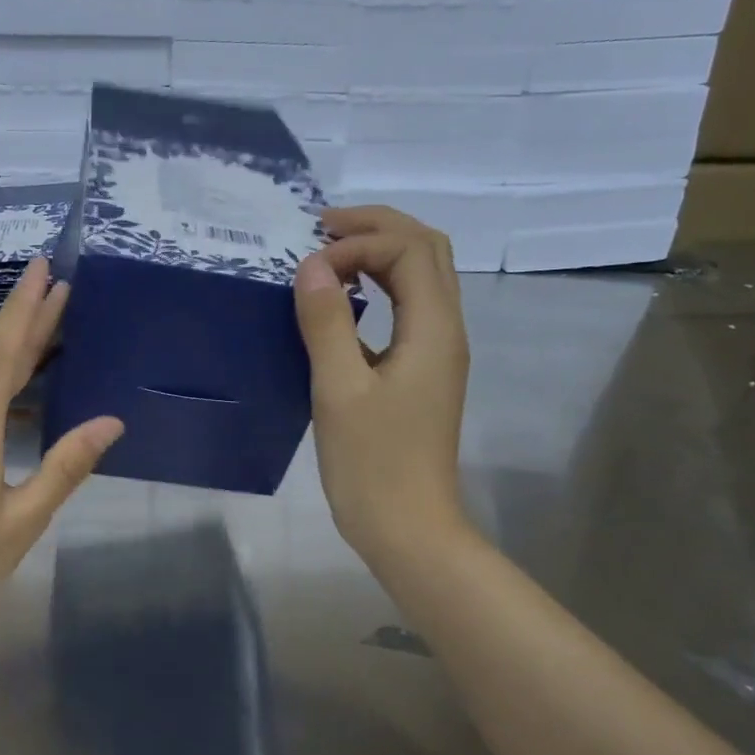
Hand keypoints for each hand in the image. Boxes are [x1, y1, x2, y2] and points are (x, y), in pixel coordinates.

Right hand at [293, 206, 471, 569]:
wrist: (407, 527)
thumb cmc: (372, 464)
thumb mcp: (339, 390)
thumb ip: (327, 323)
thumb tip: (310, 265)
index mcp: (433, 330)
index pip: (409, 250)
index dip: (359, 241)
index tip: (309, 265)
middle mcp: (445, 331)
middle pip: (427, 250)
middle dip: (378, 227)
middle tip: (322, 228)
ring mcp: (437, 353)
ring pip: (422, 278)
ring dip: (381, 254)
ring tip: (330, 255)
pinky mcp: (421, 373)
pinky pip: (408, 309)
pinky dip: (379, 287)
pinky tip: (343, 303)